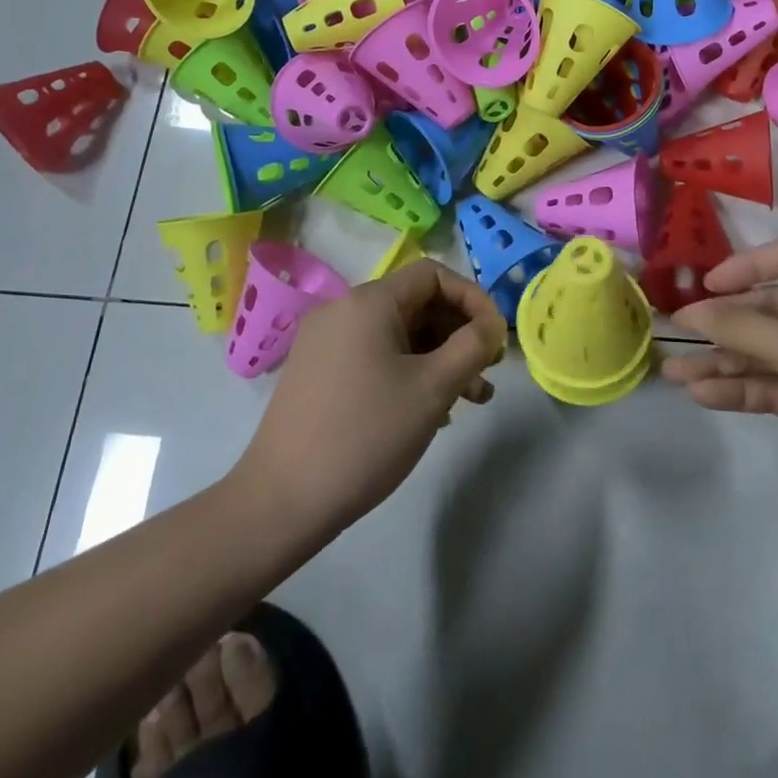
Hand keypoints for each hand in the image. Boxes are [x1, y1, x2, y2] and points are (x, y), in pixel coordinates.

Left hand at [238, 260, 505, 537]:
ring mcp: (326, 343)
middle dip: (459, 334)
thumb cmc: (366, 435)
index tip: (496, 339)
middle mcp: (344, 311)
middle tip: (488, 372)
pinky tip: (430, 412)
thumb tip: (491, 326)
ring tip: (471, 400)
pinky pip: (376, 357)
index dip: (473, 300)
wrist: (281, 501)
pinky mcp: (318, 374)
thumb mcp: (433, 388)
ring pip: (398, 335)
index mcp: (369, 302)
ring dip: (439, 358)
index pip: (434, 275)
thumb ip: (472, 347)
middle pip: (417, 304)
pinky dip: (409, 372)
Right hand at [665, 236, 777, 533]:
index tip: (706, 287)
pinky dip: (742, 390)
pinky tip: (705, 397)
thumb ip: (745, 329)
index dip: (745, 266)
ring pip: (766, 353)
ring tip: (675, 375)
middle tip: (675, 338)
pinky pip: (776, 388)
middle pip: (768, 310)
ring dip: (723, 362)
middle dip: (722, 324)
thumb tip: (690, 313)